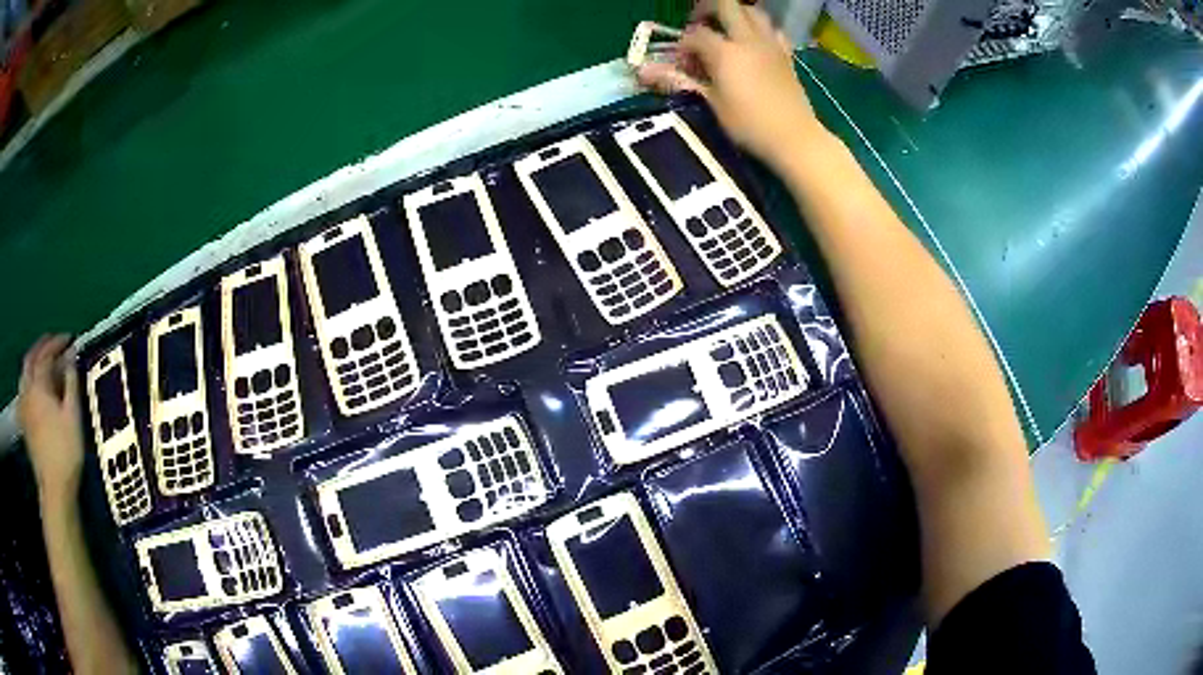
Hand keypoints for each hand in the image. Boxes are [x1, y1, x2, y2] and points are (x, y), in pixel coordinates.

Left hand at [18, 334, 84, 505]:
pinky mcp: (24, 423)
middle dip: (40, 347)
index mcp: (39, 384)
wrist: (54, 488)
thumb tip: (71, 357)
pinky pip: (22, 393)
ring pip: (23, 375)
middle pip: (30, 359)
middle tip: (51, 343)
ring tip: (39, 363)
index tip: (70, 339)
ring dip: (31, 363)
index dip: (57, 343)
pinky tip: (30, 389)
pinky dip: (26, 383)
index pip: (46, 354)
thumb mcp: (73, 416)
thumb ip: (71, 383)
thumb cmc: (66, 451)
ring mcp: (24, 407)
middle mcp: (28, 389)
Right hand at [636, 0, 824, 171]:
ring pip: (753, 11)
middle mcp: (748, 39)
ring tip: (726, 31)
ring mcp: (770, 44)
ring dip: (736, 14)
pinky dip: (759, 29)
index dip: (683, 46)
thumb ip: (680, 81)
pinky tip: (754, 44)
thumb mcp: (712, 104)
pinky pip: (772, 29)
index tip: (681, 64)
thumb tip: (642, 72)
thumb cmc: (750, 125)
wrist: (795, 137)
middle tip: (699, 25)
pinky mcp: (786, 54)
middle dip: (707, 10)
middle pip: (726, 5)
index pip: (695, 34)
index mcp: (725, 52)